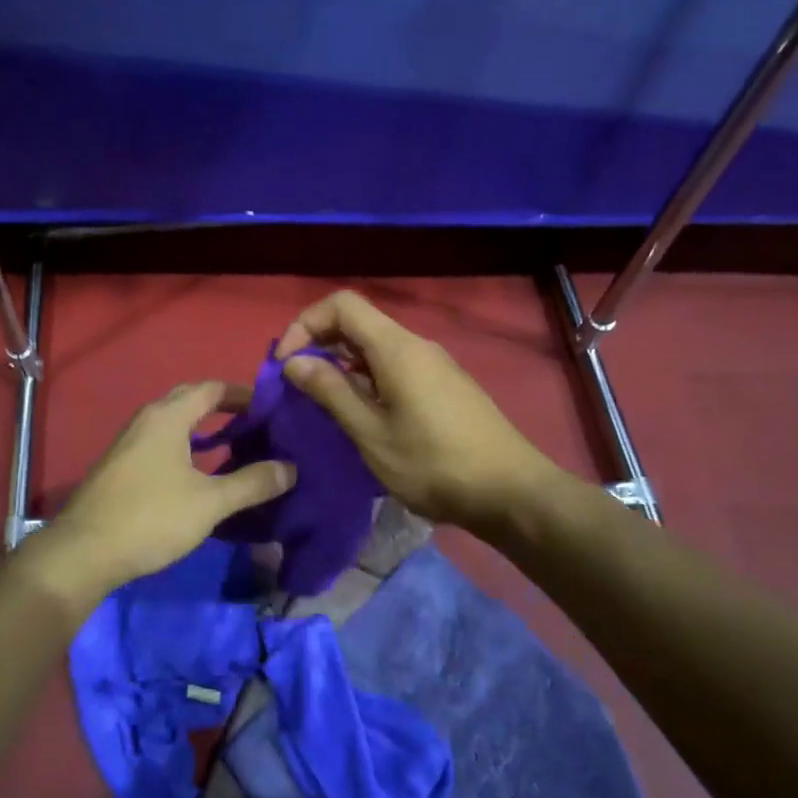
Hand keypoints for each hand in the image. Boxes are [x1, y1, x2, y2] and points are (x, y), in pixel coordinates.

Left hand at [29, 381, 296, 607]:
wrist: (83, 552)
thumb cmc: (151, 517)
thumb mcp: (210, 502)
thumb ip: (252, 483)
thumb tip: (291, 468)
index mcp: (168, 416)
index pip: (211, 388)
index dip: (242, 393)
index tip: (271, 406)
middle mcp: (146, 419)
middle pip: (190, 400)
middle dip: (223, 407)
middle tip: (256, 424)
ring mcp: (129, 442)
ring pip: (173, 423)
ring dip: (203, 428)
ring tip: (235, 446)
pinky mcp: (120, 466)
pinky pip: (161, 442)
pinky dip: (185, 446)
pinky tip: (198, 473)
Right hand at [276, 291, 571, 542]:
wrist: (512, 492)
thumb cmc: (434, 464)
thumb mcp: (371, 433)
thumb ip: (330, 392)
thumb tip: (293, 362)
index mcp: (396, 348)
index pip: (341, 305)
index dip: (305, 324)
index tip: (286, 363)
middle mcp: (416, 345)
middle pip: (358, 322)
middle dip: (319, 344)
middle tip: (297, 384)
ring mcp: (434, 364)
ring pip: (376, 347)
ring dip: (342, 364)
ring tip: (324, 403)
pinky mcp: (444, 385)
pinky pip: (394, 366)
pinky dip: (366, 377)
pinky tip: (362, 414)